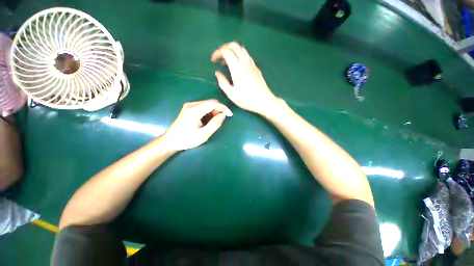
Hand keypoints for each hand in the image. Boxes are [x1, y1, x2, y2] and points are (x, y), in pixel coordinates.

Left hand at [161, 100, 232, 150]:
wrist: (171, 141)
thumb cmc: (187, 140)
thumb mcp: (203, 135)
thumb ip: (214, 124)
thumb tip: (223, 115)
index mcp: (194, 111)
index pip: (213, 104)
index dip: (223, 108)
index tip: (230, 114)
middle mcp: (191, 105)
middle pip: (210, 102)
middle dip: (218, 110)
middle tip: (220, 120)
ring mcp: (189, 105)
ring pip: (207, 104)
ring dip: (214, 111)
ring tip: (213, 122)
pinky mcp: (189, 108)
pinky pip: (203, 106)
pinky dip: (209, 112)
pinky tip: (207, 120)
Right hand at [211, 42, 277, 114]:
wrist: (264, 101)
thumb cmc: (247, 99)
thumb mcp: (231, 94)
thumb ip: (222, 82)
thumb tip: (217, 73)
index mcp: (237, 68)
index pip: (226, 51)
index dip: (218, 52)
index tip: (213, 60)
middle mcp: (245, 62)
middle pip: (234, 45)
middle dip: (224, 48)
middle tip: (219, 57)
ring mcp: (252, 64)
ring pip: (242, 49)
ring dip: (232, 51)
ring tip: (227, 62)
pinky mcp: (256, 68)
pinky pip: (247, 56)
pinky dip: (239, 55)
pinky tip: (238, 65)